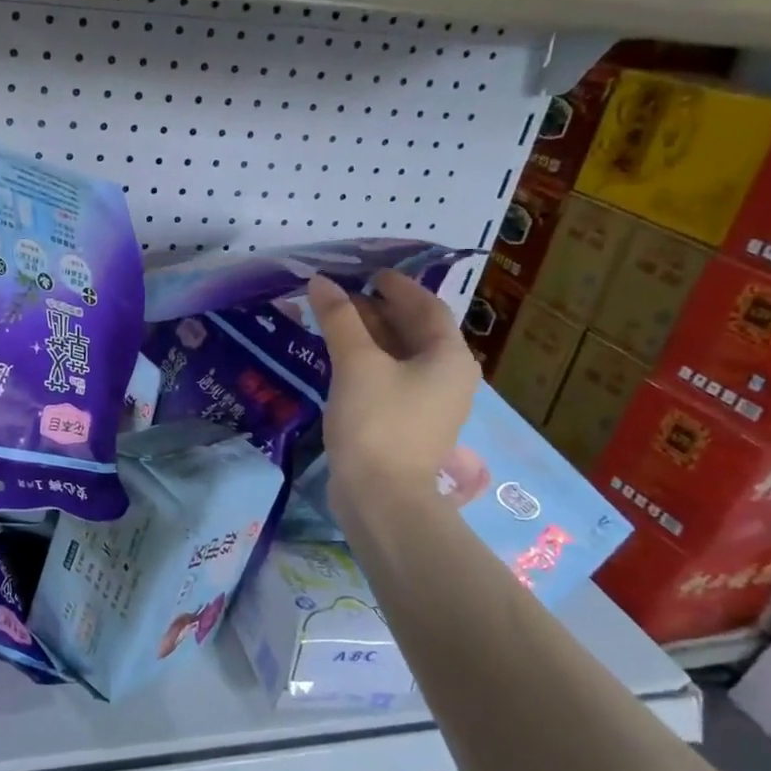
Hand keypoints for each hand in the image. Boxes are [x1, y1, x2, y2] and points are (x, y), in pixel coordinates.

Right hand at [306, 270, 478, 517]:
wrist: (381, 498)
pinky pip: (391, 380)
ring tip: (335, 322)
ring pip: (401, 357)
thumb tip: (321, 281)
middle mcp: (448, 377)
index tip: (367, 273)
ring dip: (370, 336)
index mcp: (449, 357)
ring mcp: (430, 405)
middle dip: (379, 310)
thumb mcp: (356, 364)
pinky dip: (368, 363)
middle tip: (341, 295)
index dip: (397, 286)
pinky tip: (340, 361)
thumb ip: (340, 319)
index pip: (427, 307)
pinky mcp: (408, 425)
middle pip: (415, 331)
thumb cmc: (376, 423)